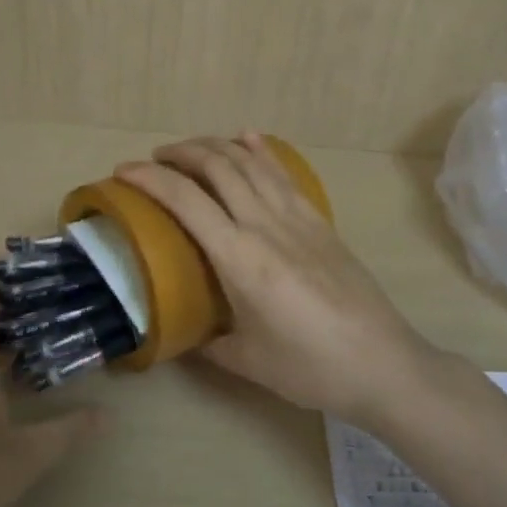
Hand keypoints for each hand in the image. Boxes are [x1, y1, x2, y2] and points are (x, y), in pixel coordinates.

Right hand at [115, 133, 433, 421]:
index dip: (149, 178)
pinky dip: (259, 150)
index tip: (123, 171)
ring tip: (192, 149)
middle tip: (155, 159)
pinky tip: (247, 139)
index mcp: (239, 258)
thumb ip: (207, 343)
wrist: (383, 363)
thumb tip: (182, 333)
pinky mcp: (320, 221)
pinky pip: (283, 173)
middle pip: (218, 166)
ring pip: (250, 161)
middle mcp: (265, 225)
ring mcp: (297, 217)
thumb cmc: (309, 367)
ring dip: (216, 145)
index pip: (185, 200)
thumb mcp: (246, 361)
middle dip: (180, 152)